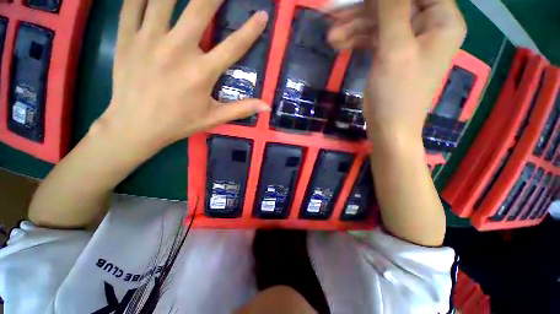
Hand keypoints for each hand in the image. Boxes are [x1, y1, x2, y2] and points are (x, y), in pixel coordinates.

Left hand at [97, 0, 269, 150]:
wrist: (135, 126)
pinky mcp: (126, 38)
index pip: (233, 46)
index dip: (251, 30)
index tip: (262, 14)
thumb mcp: (214, 118)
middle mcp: (177, 50)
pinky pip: (132, 3)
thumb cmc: (179, 123)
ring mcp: (148, 40)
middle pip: (200, 9)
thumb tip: (267, 106)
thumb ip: (242, 109)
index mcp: (202, 73)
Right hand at [328, 0, 465, 140]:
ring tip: (331, 37)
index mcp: (442, 20)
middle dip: (364, 11)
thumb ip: (392, 10)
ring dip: (354, 27)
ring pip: (380, 21)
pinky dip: (356, 39)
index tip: (362, 0)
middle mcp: (428, 25)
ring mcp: (408, 39)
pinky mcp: (391, 53)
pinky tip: (338, 44)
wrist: (388, 127)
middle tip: (336, 15)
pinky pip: (374, 37)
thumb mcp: (395, 49)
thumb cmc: (397, 93)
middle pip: (395, 4)